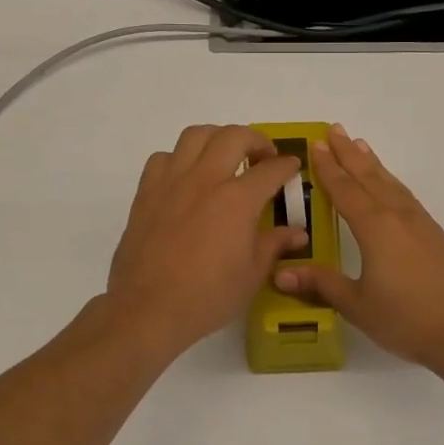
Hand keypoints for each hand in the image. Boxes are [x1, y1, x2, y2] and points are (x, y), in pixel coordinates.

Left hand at [104, 125, 309, 360]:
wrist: (147, 309)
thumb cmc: (207, 296)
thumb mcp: (251, 275)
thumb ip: (274, 245)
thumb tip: (297, 233)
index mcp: (237, 200)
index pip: (270, 170)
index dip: (286, 165)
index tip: (292, 166)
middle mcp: (205, 180)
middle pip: (233, 136)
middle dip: (256, 140)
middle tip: (263, 157)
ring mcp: (172, 182)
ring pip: (195, 135)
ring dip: (217, 138)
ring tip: (224, 155)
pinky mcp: (146, 192)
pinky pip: (163, 158)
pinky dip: (179, 158)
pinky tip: (186, 177)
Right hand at [274, 124, 443, 374]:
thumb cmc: (406, 319)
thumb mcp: (357, 305)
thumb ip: (321, 284)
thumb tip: (280, 272)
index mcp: (374, 228)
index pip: (345, 190)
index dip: (328, 168)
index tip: (316, 145)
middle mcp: (398, 217)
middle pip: (369, 177)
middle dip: (349, 154)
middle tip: (335, 129)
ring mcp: (421, 224)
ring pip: (391, 184)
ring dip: (373, 164)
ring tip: (361, 145)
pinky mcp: (437, 236)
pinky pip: (407, 198)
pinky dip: (393, 183)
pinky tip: (391, 187)